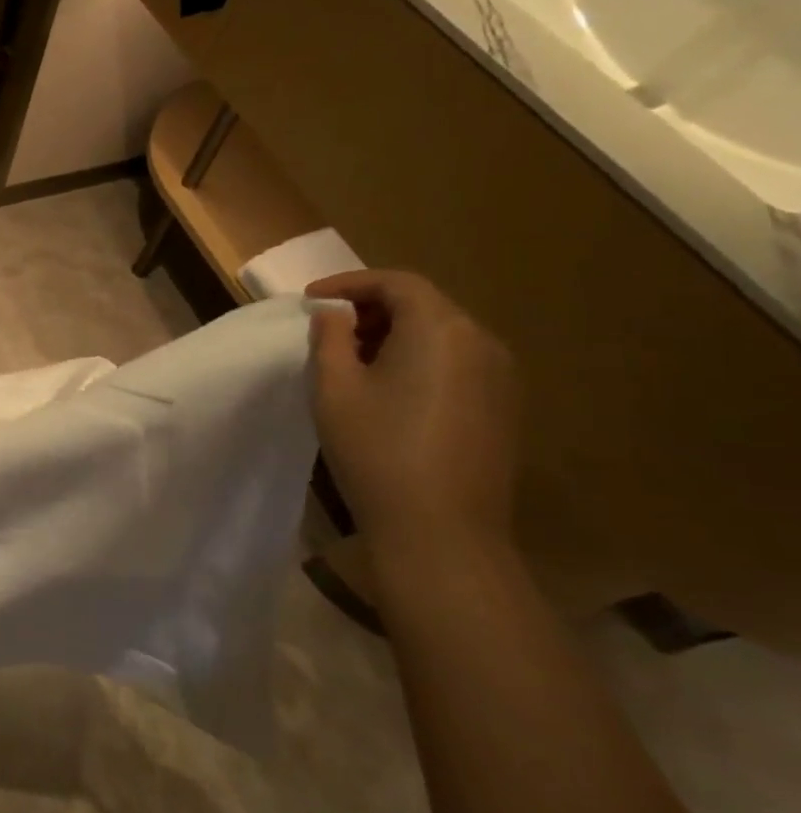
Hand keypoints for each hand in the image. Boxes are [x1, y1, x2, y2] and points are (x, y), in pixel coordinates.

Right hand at [306, 269, 519, 553]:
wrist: (441, 529)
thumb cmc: (377, 449)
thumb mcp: (334, 388)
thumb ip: (329, 338)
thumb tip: (333, 314)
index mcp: (441, 329)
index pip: (397, 283)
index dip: (349, 283)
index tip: (309, 300)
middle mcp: (482, 343)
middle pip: (424, 305)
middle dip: (371, 309)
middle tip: (327, 331)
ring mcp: (501, 377)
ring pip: (442, 334)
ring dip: (394, 335)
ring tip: (352, 361)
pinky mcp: (503, 408)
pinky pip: (457, 363)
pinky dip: (418, 359)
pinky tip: (388, 390)